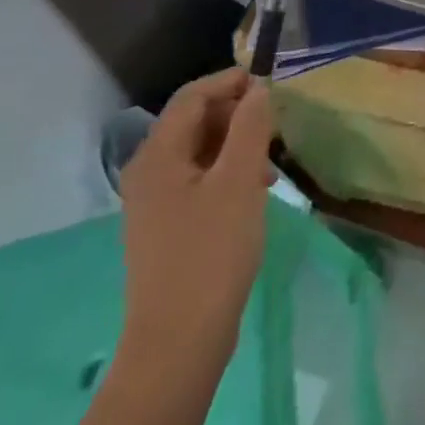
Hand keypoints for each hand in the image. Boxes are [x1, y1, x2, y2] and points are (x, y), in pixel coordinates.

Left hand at [118, 67, 275, 374]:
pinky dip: (228, 172)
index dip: (230, 82)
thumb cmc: (211, 254)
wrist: (178, 343)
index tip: (271, 84)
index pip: (192, 96)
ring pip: (200, 151)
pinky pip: (199, 179)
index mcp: (158, 157)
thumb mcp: (239, 182)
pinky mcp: (168, 226)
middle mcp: (148, 173)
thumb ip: (250, 128)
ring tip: (272, 160)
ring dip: (236, 144)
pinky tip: (256, 190)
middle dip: (236, 114)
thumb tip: (258, 90)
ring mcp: (155, 202)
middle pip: (193, 121)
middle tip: (276, 125)